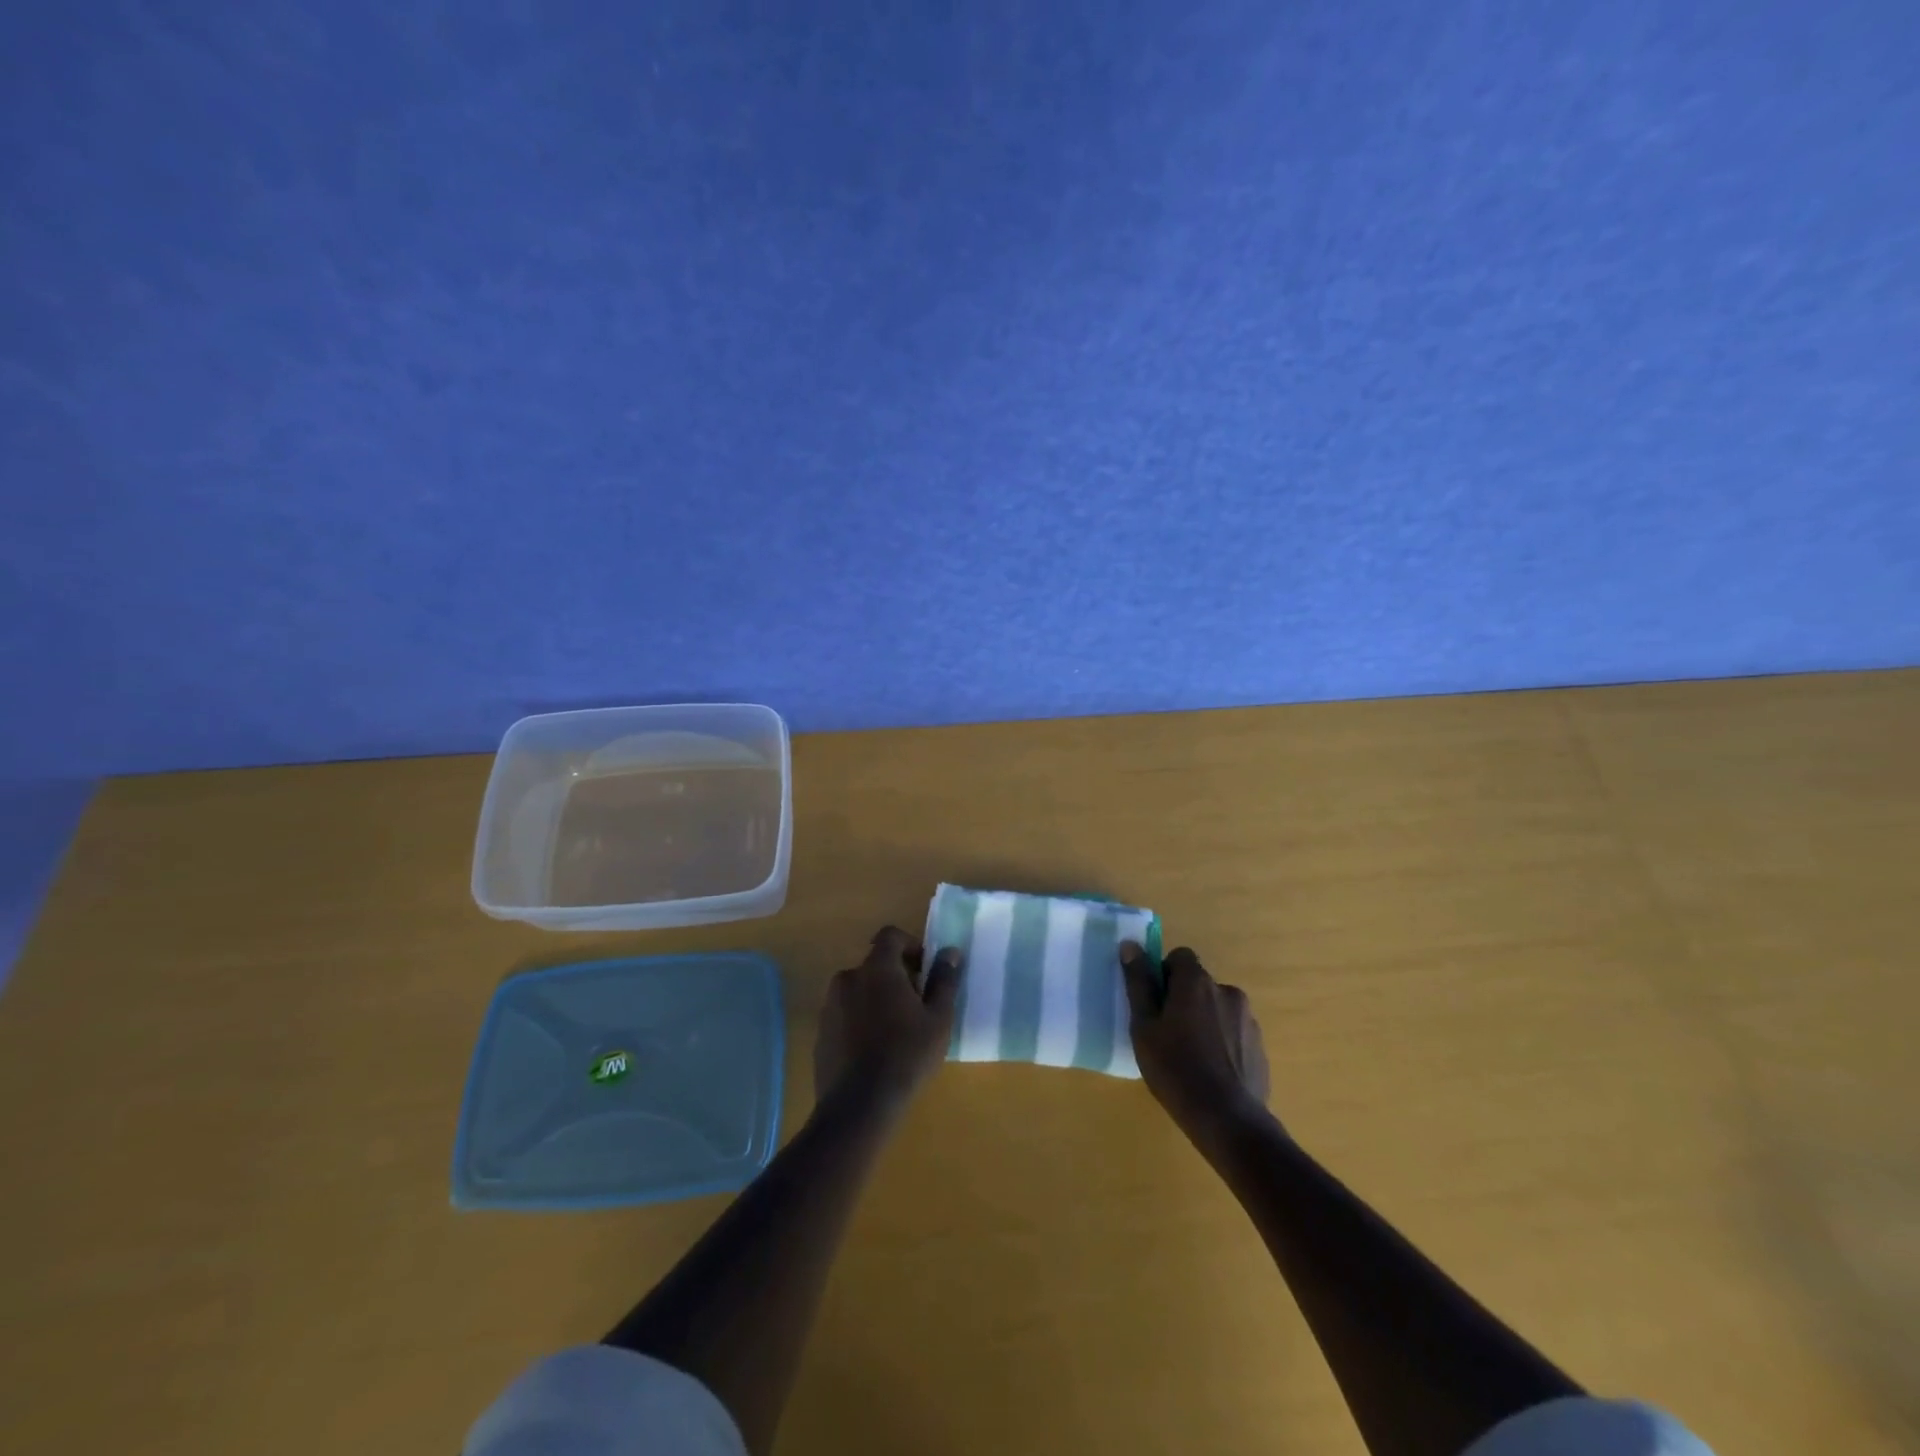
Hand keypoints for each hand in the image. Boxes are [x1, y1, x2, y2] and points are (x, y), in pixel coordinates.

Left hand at [815, 926, 963, 1108]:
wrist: (859, 1105)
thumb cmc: (907, 1055)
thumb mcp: (938, 1018)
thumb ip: (944, 980)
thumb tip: (951, 952)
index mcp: (877, 968)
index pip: (891, 936)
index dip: (910, 945)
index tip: (925, 970)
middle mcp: (849, 977)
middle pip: (875, 964)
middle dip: (897, 976)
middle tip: (916, 1006)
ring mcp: (830, 1005)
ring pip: (860, 989)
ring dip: (877, 998)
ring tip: (896, 1031)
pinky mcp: (821, 1031)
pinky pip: (846, 1013)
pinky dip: (860, 1019)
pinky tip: (874, 1049)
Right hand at [1121, 943, 1270, 1139]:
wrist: (1227, 1119)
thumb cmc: (1175, 1068)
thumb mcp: (1144, 1027)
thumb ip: (1138, 983)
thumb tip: (1130, 945)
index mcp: (1196, 983)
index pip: (1180, 957)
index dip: (1165, 974)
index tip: (1155, 1003)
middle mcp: (1227, 991)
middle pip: (1199, 984)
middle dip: (1184, 1000)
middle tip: (1168, 1034)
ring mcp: (1248, 1020)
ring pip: (1218, 1009)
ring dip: (1205, 1021)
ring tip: (1191, 1057)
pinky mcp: (1260, 1047)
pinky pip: (1234, 1034)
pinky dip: (1222, 1043)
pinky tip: (1212, 1072)